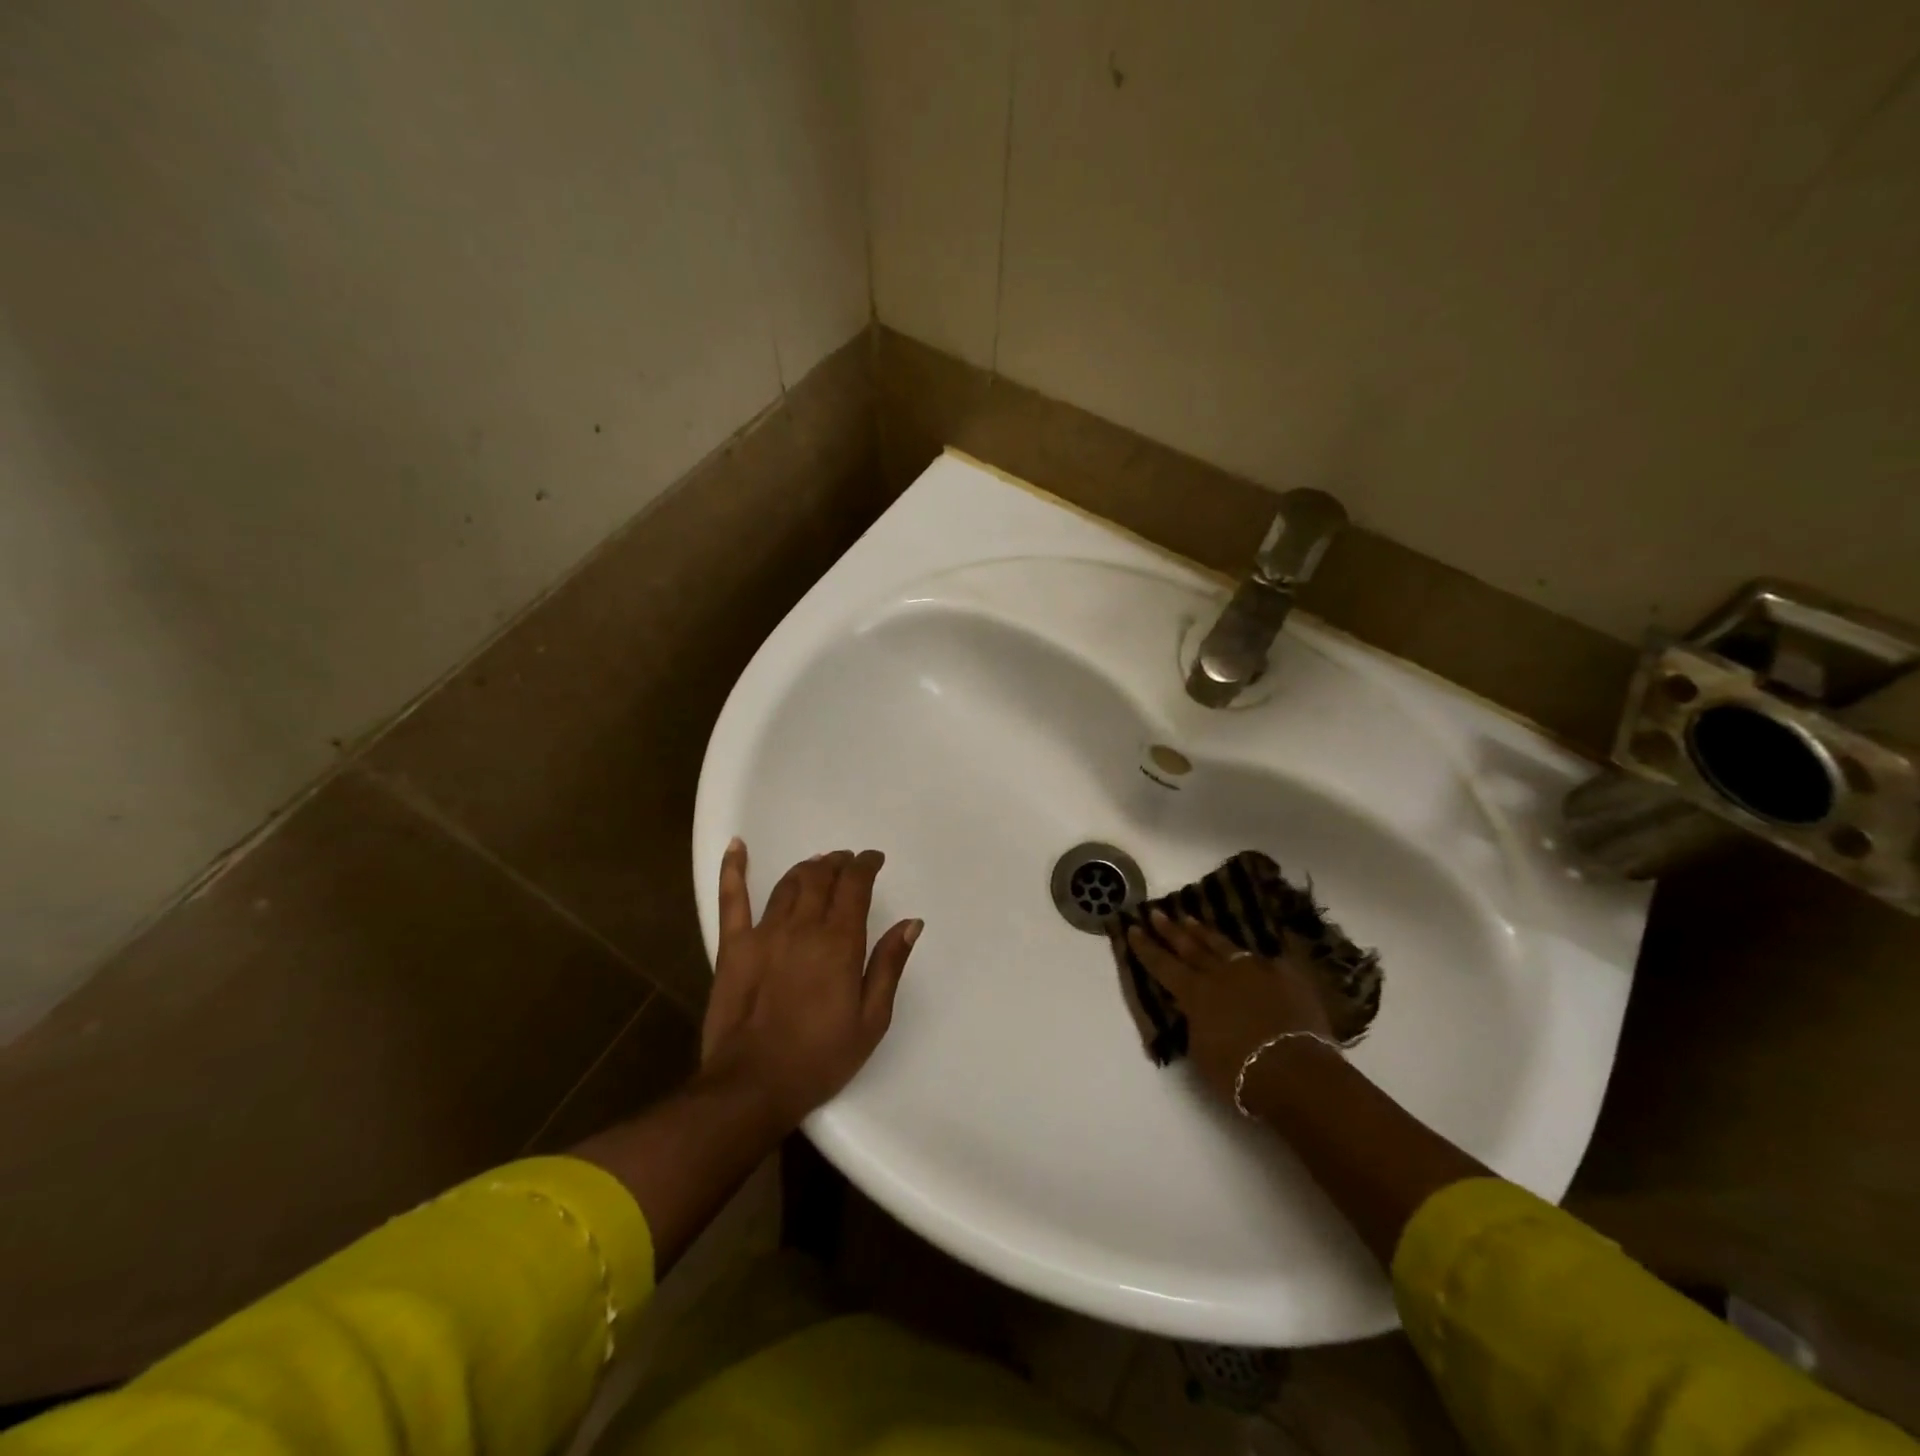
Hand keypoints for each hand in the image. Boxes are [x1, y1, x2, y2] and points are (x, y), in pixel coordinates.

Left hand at [700, 839, 921, 1128]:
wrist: (752, 1085)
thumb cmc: (820, 1058)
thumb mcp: (871, 1020)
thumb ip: (889, 965)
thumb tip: (911, 922)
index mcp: (840, 942)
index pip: (855, 886)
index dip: (866, 865)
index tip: (874, 860)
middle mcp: (803, 926)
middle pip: (822, 877)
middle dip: (839, 864)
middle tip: (848, 863)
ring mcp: (764, 933)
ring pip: (788, 883)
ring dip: (806, 867)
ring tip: (818, 865)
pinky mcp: (733, 946)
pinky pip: (732, 899)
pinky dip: (733, 869)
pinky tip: (737, 846)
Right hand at [1123, 909, 1336, 1105]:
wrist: (1294, 1071)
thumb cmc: (1239, 1072)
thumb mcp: (1201, 1052)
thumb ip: (1195, 1025)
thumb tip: (1192, 1010)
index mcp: (1195, 993)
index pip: (1162, 964)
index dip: (1146, 947)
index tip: (1133, 928)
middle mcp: (1220, 974)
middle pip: (1190, 947)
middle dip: (1171, 930)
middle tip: (1157, 912)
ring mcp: (1255, 971)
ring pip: (1224, 946)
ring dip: (1205, 933)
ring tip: (1191, 919)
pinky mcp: (1286, 977)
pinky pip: (1265, 960)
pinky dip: (1252, 956)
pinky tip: (1249, 951)